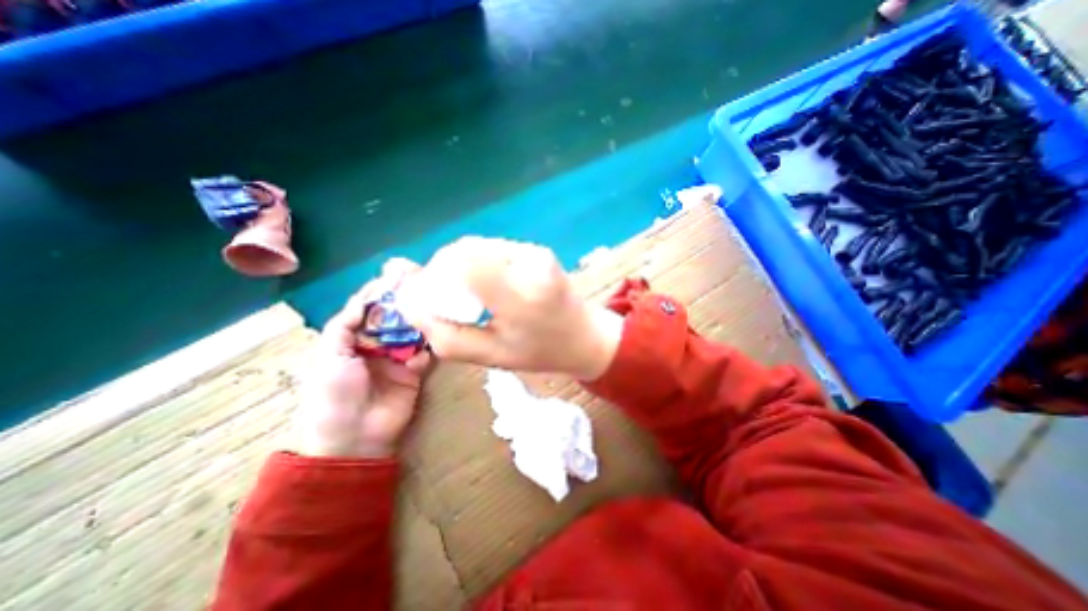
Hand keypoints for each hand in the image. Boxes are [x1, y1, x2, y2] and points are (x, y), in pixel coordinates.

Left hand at [296, 258, 435, 458]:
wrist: (355, 436)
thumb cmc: (334, 393)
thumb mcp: (329, 355)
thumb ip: (344, 325)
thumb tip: (363, 299)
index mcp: (352, 340)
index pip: (368, 309)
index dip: (381, 293)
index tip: (397, 274)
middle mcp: (376, 345)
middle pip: (393, 318)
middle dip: (406, 303)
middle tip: (423, 285)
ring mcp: (397, 358)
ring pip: (412, 333)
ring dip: (420, 322)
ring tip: (433, 307)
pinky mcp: (415, 372)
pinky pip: (425, 354)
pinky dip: (427, 349)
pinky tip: (428, 345)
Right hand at [398, 237, 625, 377]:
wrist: (586, 336)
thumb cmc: (541, 352)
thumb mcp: (491, 357)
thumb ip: (446, 336)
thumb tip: (411, 305)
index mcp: (519, 296)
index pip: (462, 262)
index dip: (434, 275)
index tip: (431, 297)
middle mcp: (529, 264)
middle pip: (466, 250)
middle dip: (443, 270)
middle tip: (447, 298)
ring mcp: (536, 252)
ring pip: (478, 246)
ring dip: (462, 266)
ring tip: (469, 294)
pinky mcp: (538, 249)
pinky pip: (495, 249)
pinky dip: (480, 263)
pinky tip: (488, 284)